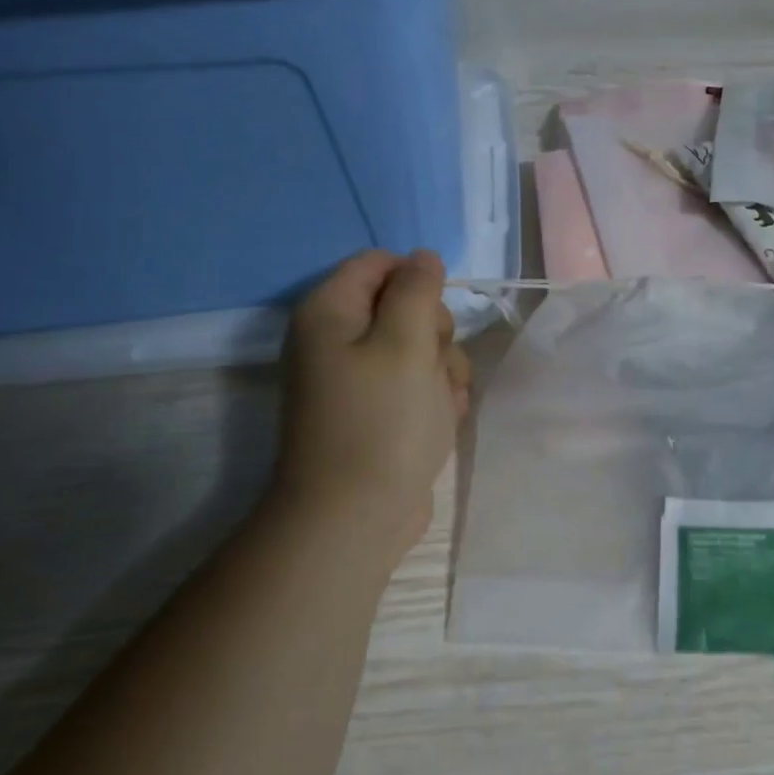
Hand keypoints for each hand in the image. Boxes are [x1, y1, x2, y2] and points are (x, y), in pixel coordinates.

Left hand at [272, 250, 471, 551]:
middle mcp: (337, 339)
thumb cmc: (382, 423)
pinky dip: (434, 398)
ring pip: (420, 348)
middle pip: (404, 305)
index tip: (434, 318)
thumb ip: (417, 290)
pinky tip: (441, 421)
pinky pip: (416, 384)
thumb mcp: (406, 344)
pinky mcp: (377, 411)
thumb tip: (423, 258)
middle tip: (434, 365)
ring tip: (442, 405)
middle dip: (435, 333)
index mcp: (330, 312)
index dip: (417, 281)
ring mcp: (357, 378)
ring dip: (443, 370)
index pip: (379, 263)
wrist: (356, 516)